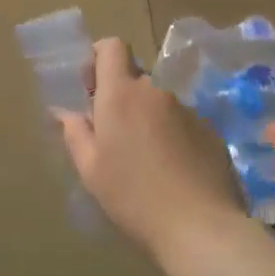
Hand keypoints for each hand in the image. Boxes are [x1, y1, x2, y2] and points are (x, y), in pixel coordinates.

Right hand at [55, 39, 245, 269]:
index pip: (112, 46)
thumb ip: (75, 133)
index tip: (92, 88)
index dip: (100, 58)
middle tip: (114, 136)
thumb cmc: (133, 197)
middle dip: (121, 97)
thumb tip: (64, 111)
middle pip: (135, 78)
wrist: (201, 228)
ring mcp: (187, 110)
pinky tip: (173, 172)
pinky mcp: (210, 130)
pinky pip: (183, 122)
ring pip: (158, 103)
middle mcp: (155, 92)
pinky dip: (173, 136)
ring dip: (148, 119)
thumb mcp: (91, 170)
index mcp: (121, 94)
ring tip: (145, 161)